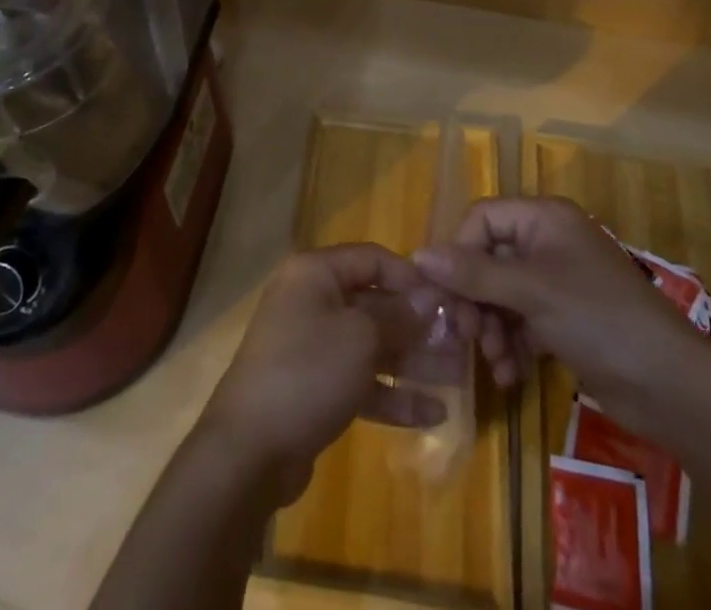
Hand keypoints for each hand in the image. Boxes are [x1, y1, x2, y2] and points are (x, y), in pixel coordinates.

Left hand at [199, 244, 464, 503]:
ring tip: (457, 376)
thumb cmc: (308, 371)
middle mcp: (312, 301)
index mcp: (316, 273)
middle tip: (461, 342)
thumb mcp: (361, 336)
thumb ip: (399, 315)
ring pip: (372, 345)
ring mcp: (312, 346)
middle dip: (418, 325)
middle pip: (375, 303)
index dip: (411, 277)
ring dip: (413, 361)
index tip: (449, 299)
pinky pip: (360, 381)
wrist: (249, 450)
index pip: (372, 259)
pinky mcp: (315, 389)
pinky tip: (434, 412)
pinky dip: (393, 395)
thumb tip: (429, 300)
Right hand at [414, 197, 710, 442]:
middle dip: (475, 298)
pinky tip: (509, 376)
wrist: (670, 386)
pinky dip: (510, 344)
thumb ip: (474, 273)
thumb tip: (418, 255)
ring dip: (490, 327)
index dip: (458, 252)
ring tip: (494, 362)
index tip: (444, 293)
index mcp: (544, 218)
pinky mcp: (563, 319)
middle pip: (488, 258)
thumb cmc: (598, 319)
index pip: (482, 219)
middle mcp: (547, 242)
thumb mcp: (531, 292)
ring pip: (501, 293)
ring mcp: (556, 282)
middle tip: (466, 336)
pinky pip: (520, 320)